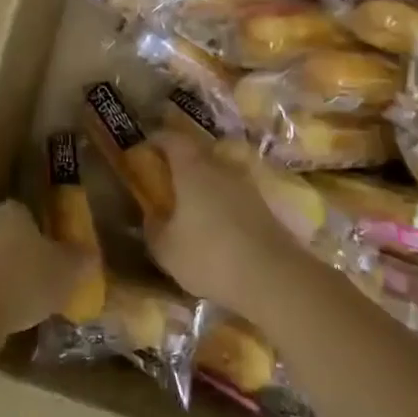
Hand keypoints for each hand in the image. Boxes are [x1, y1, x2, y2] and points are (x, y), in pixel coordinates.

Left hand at [0, 200, 88, 337]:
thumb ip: (81, 260)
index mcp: (13, 208)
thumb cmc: (24, 280)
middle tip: (47, 283)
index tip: (58, 258)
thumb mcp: (67, 272)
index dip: (47, 235)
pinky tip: (5, 318)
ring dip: (8, 279)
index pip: (32, 214)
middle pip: (12, 237)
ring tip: (28, 306)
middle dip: (27, 258)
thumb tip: (91, 255)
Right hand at [144, 132, 311, 319]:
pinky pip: (234, 195)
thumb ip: (154, 227)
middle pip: (197, 152)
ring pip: (218, 173)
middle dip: (180, 162)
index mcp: (191, 168)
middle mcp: (220, 167)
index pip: (171, 138)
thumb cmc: (210, 256)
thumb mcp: (167, 249)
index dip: (155, 140)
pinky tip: (216, 226)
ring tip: (191, 205)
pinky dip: (222, 203)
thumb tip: (152, 215)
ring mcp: (246, 185)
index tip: (143, 151)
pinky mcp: (264, 206)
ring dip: (204, 183)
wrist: (274, 277)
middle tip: (166, 179)